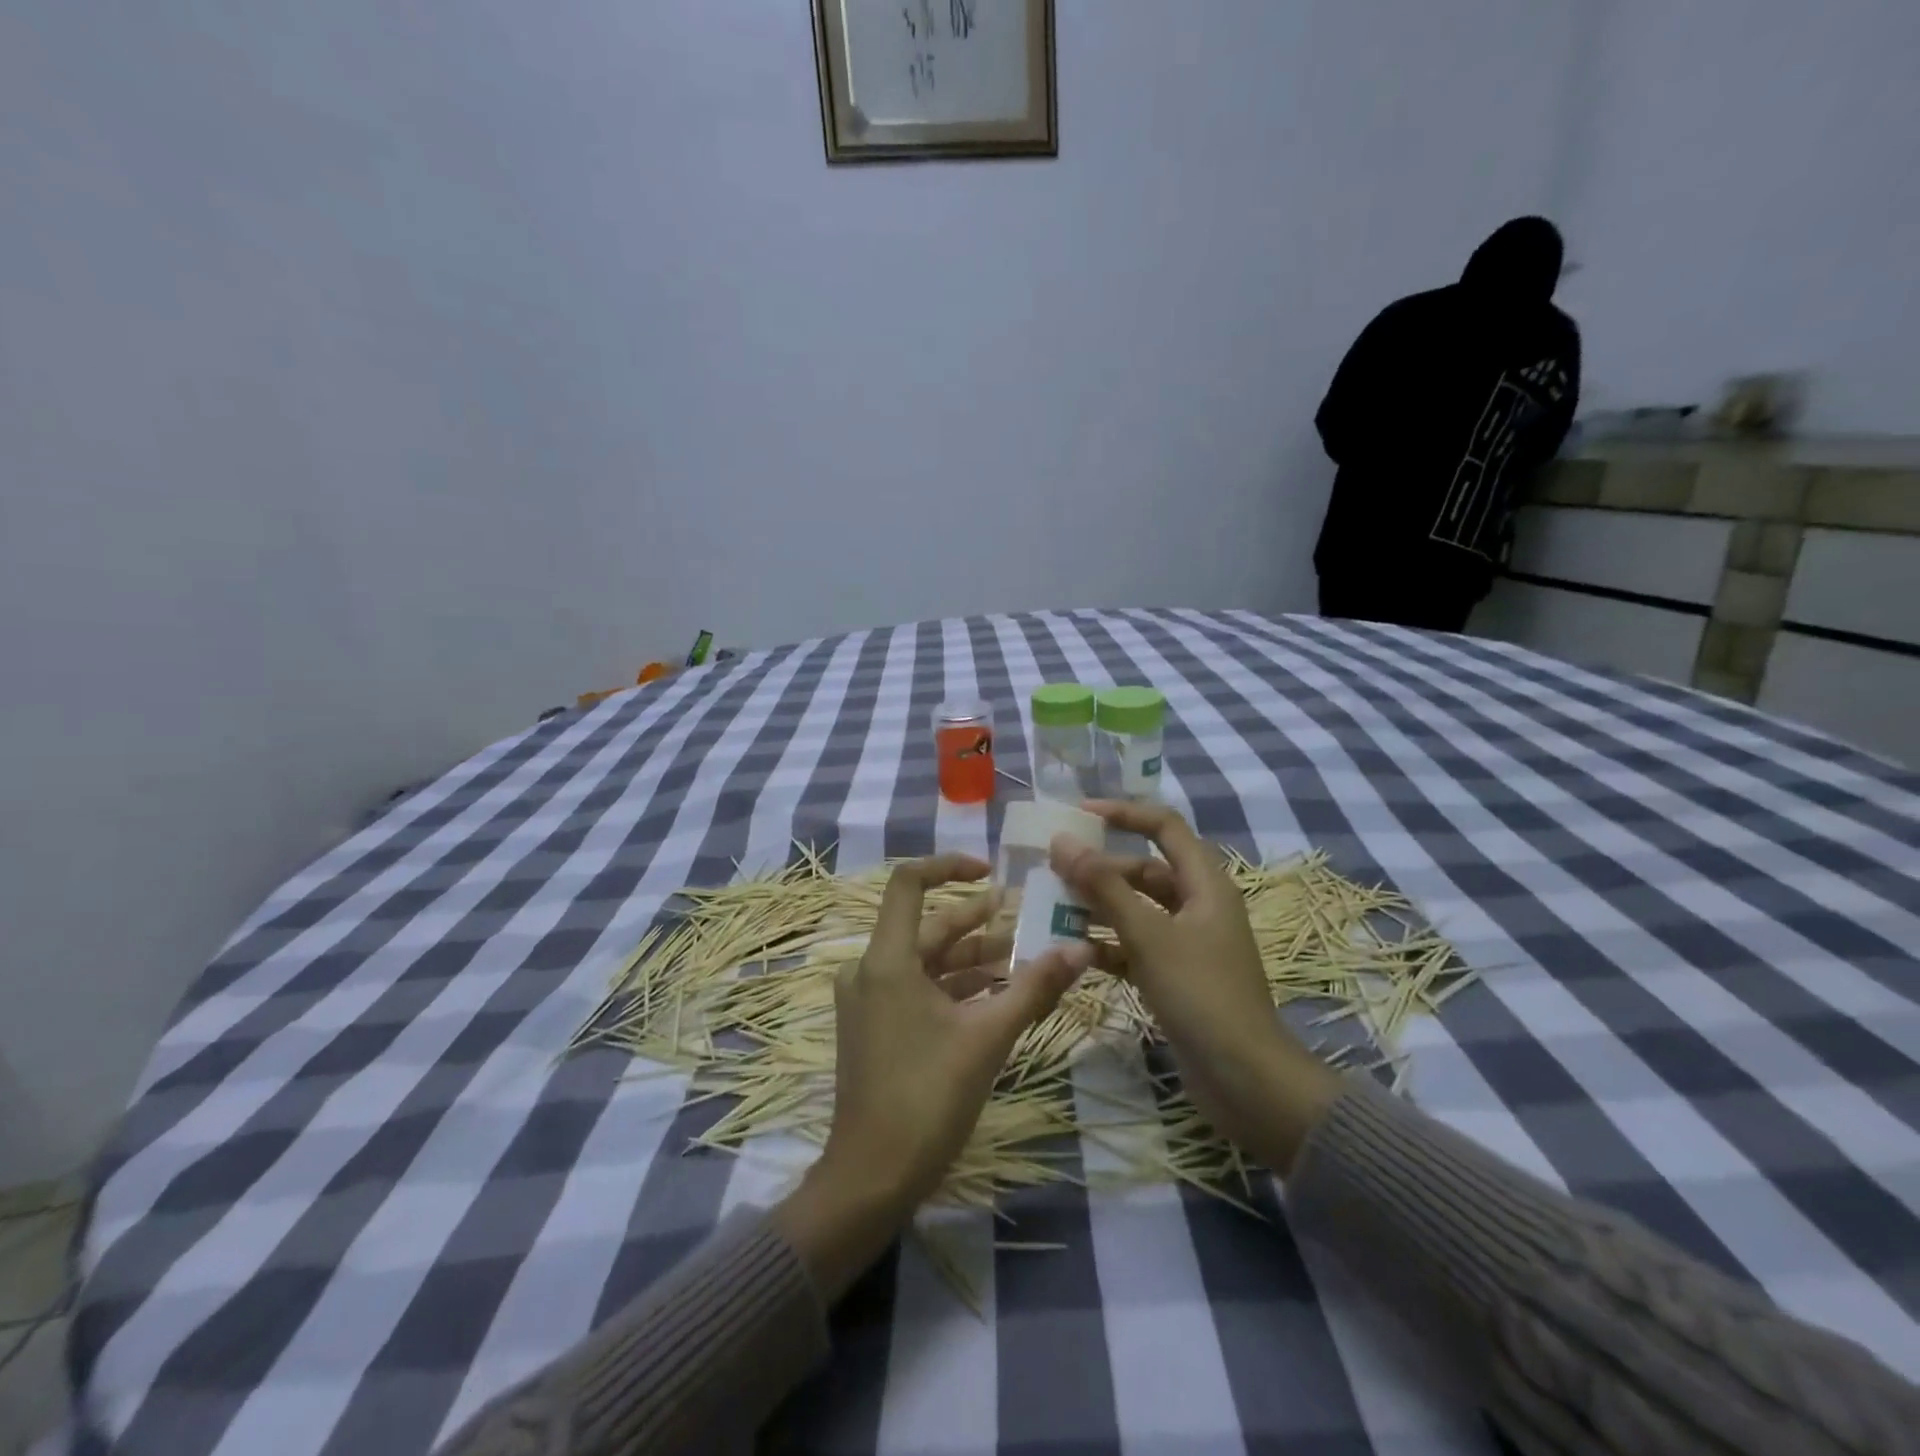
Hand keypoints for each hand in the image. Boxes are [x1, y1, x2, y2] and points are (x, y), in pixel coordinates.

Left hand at [776, 853, 1092, 1296]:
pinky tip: (998, 994)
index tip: (991, 871)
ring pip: (927, 962)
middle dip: (979, 922)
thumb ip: (1034, 988)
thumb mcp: (988, 1037)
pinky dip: (956, 987)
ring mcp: (870, 1000)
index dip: (949, 867)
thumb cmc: (926, 1098)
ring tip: (1023, 956)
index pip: (909, 884)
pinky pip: (919, 990)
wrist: (871, 1178)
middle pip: (929, 928)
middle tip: (1027, 916)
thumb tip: (1081, 949)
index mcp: (887, 960)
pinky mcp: (876, 1027)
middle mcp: (870, 970)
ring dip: (973, 958)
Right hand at [1049, 803, 1338, 1174]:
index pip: (1163, 827)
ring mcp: (1188, 943)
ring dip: (1098, 908)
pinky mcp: (1176, 975)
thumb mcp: (1148, 934)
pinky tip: (1074, 952)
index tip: (1078, 814)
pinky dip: (1107, 944)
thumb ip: (1103, 886)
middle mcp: (1198, 905)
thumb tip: (1061, 841)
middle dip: (1100, 869)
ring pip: (1136, 910)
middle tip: (1054, 871)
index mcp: (1205, 883)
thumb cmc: (1200, 994)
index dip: (1123, 813)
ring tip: (1052, 909)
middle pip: (1144, 870)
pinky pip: (1135, 946)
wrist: (1245, 1080)